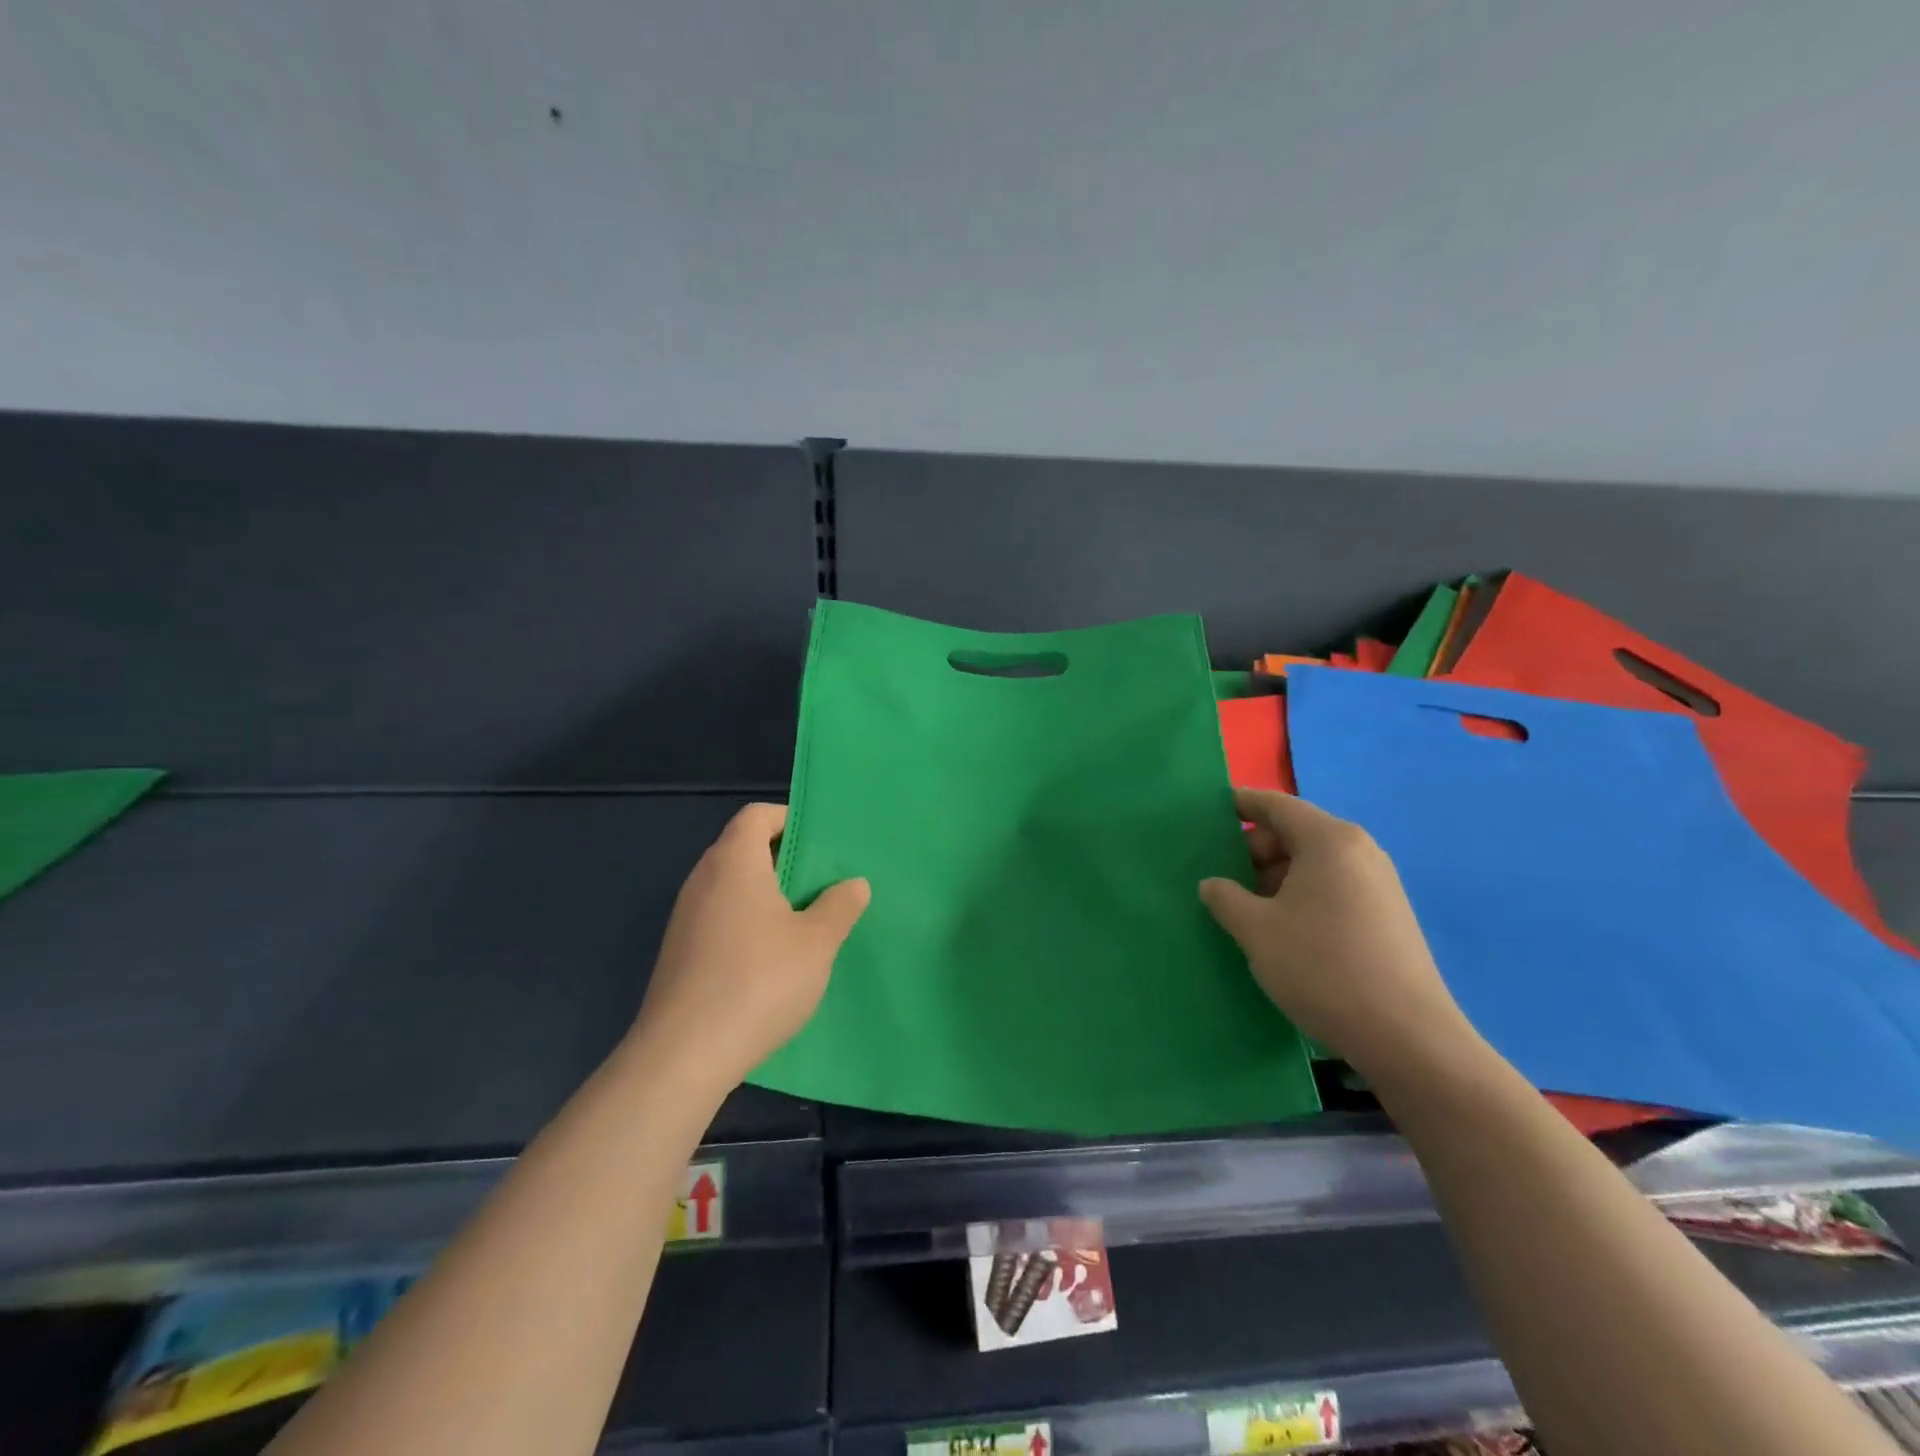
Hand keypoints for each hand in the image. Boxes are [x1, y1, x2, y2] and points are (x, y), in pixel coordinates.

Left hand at [631, 802, 868, 1097]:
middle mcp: (703, 880)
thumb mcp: (817, 942)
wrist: (683, 1056)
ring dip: (768, 896)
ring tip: (806, 921)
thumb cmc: (758, 982)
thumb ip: (840, 906)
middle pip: (744, 848)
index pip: (757, 815)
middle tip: (825, 883)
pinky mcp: (681, 952)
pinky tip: (773, 959)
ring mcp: (686, 918)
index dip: (790, 820)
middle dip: (785, 860)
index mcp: (734, 862)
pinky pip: (721, 918)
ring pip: (733, 887)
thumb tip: (854, 883)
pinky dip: (748, 923)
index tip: (822, 845)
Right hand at [1199, 788, 1478, 1081]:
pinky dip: (1301, 896)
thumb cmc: (1321, 967)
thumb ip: (1225, 897)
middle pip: (1295, 833)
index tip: (1210, 812)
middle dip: (1255, 851)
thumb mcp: (1255, 930)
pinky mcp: (1388, 915)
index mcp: (1329, 840)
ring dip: (1276, 878)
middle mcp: (1359, 851)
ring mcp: (1379, 884)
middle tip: (1221, 878)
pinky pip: (1333, 887)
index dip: (1240, 804)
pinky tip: (1283, 930)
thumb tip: (1213, 884)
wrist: (1405, 1036)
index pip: (1276, 805)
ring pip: (1313, 864)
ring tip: (1246, 909)